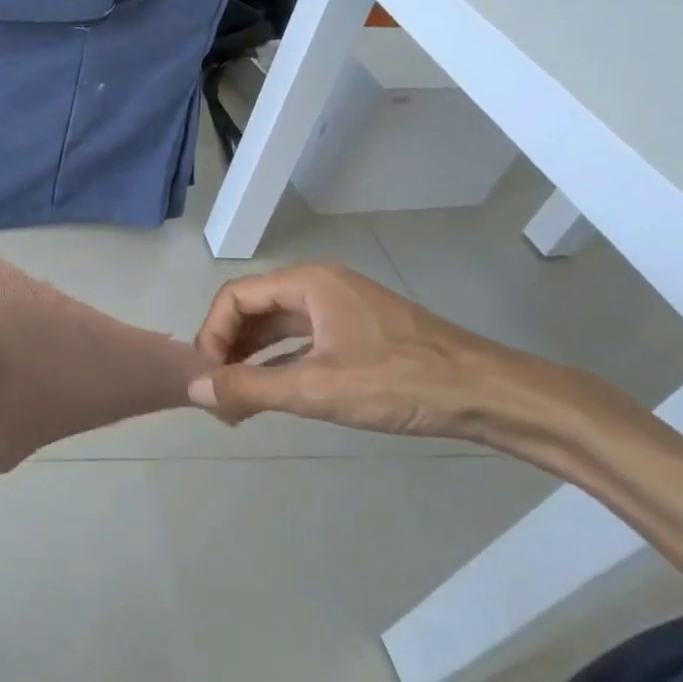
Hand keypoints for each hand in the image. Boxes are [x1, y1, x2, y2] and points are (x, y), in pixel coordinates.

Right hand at [189, 264, 572, 451]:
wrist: (487, 395)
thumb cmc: (400, 383)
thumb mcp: (318, 388)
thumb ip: (251, 388)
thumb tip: (195, 390)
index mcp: (308, 283)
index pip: (235, 297)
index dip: (212, 334)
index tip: (206, 377)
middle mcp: (319, 286)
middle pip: (253, 308)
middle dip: (228, 348)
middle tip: (217, 392)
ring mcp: (339, 308)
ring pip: (276, 326)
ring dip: (250, 358)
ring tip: (235, 398)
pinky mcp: (355, 332)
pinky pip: (300, 340)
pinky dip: (278, 363)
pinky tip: (270, 393)